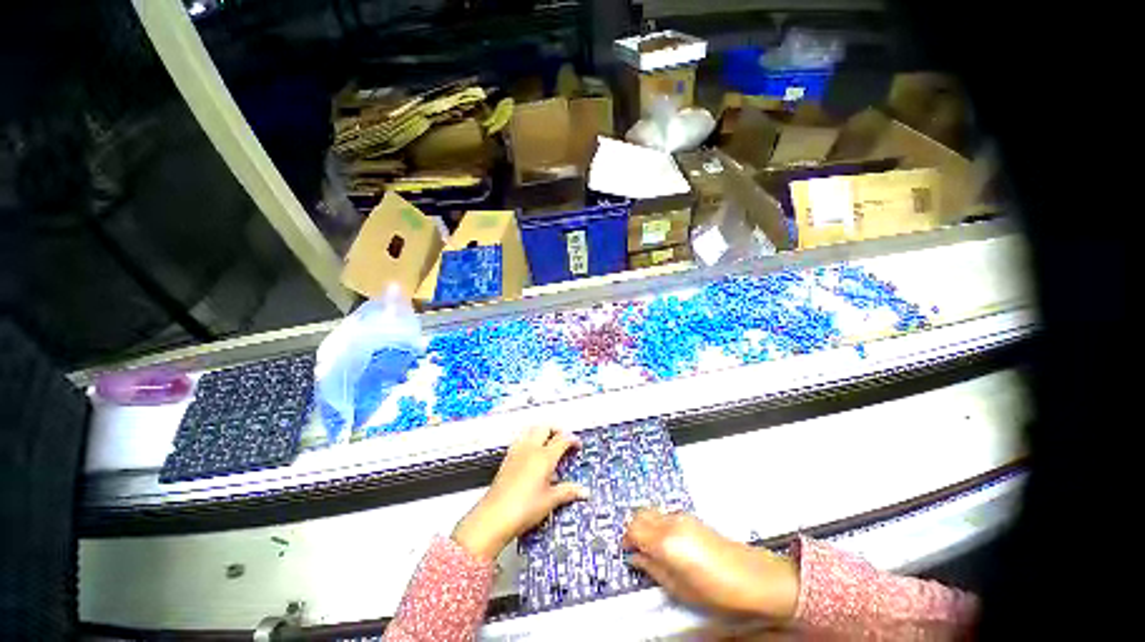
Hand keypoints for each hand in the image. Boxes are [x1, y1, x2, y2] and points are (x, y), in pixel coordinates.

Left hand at [453, 426, 588, 560]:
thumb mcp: (550, 501)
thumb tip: (583, 491)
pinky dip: (530, 440)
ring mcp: (517, 452)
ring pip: (532, 430)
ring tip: (548, 444)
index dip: (572, 440)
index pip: (563, 439)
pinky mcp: (507, 459)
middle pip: (546, 428)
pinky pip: (521, 440)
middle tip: (564, 442)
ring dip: (542, 432)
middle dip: (557, 431)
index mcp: (544, 456)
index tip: (577, 446)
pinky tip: (531, 454)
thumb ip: (568, 492)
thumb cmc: (522, 509)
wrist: (494, 517)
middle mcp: (531, 449)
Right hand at [623, 510, 799, 619]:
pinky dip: (657, 523)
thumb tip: (636, 559)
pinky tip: (665, 543)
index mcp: (666, 541)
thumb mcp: (679, 588)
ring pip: (651, 511)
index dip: (626, 540)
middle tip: (635, 548)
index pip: (633, 530)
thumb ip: (652, 569)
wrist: (752, 577)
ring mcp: (682, 517)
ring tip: (650, 547)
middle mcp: (671, 523)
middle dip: (633, 529)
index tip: (626, 551)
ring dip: (645, 525)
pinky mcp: (692, 518)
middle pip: (639, 514)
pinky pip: (665, 514)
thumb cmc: (719, 590)